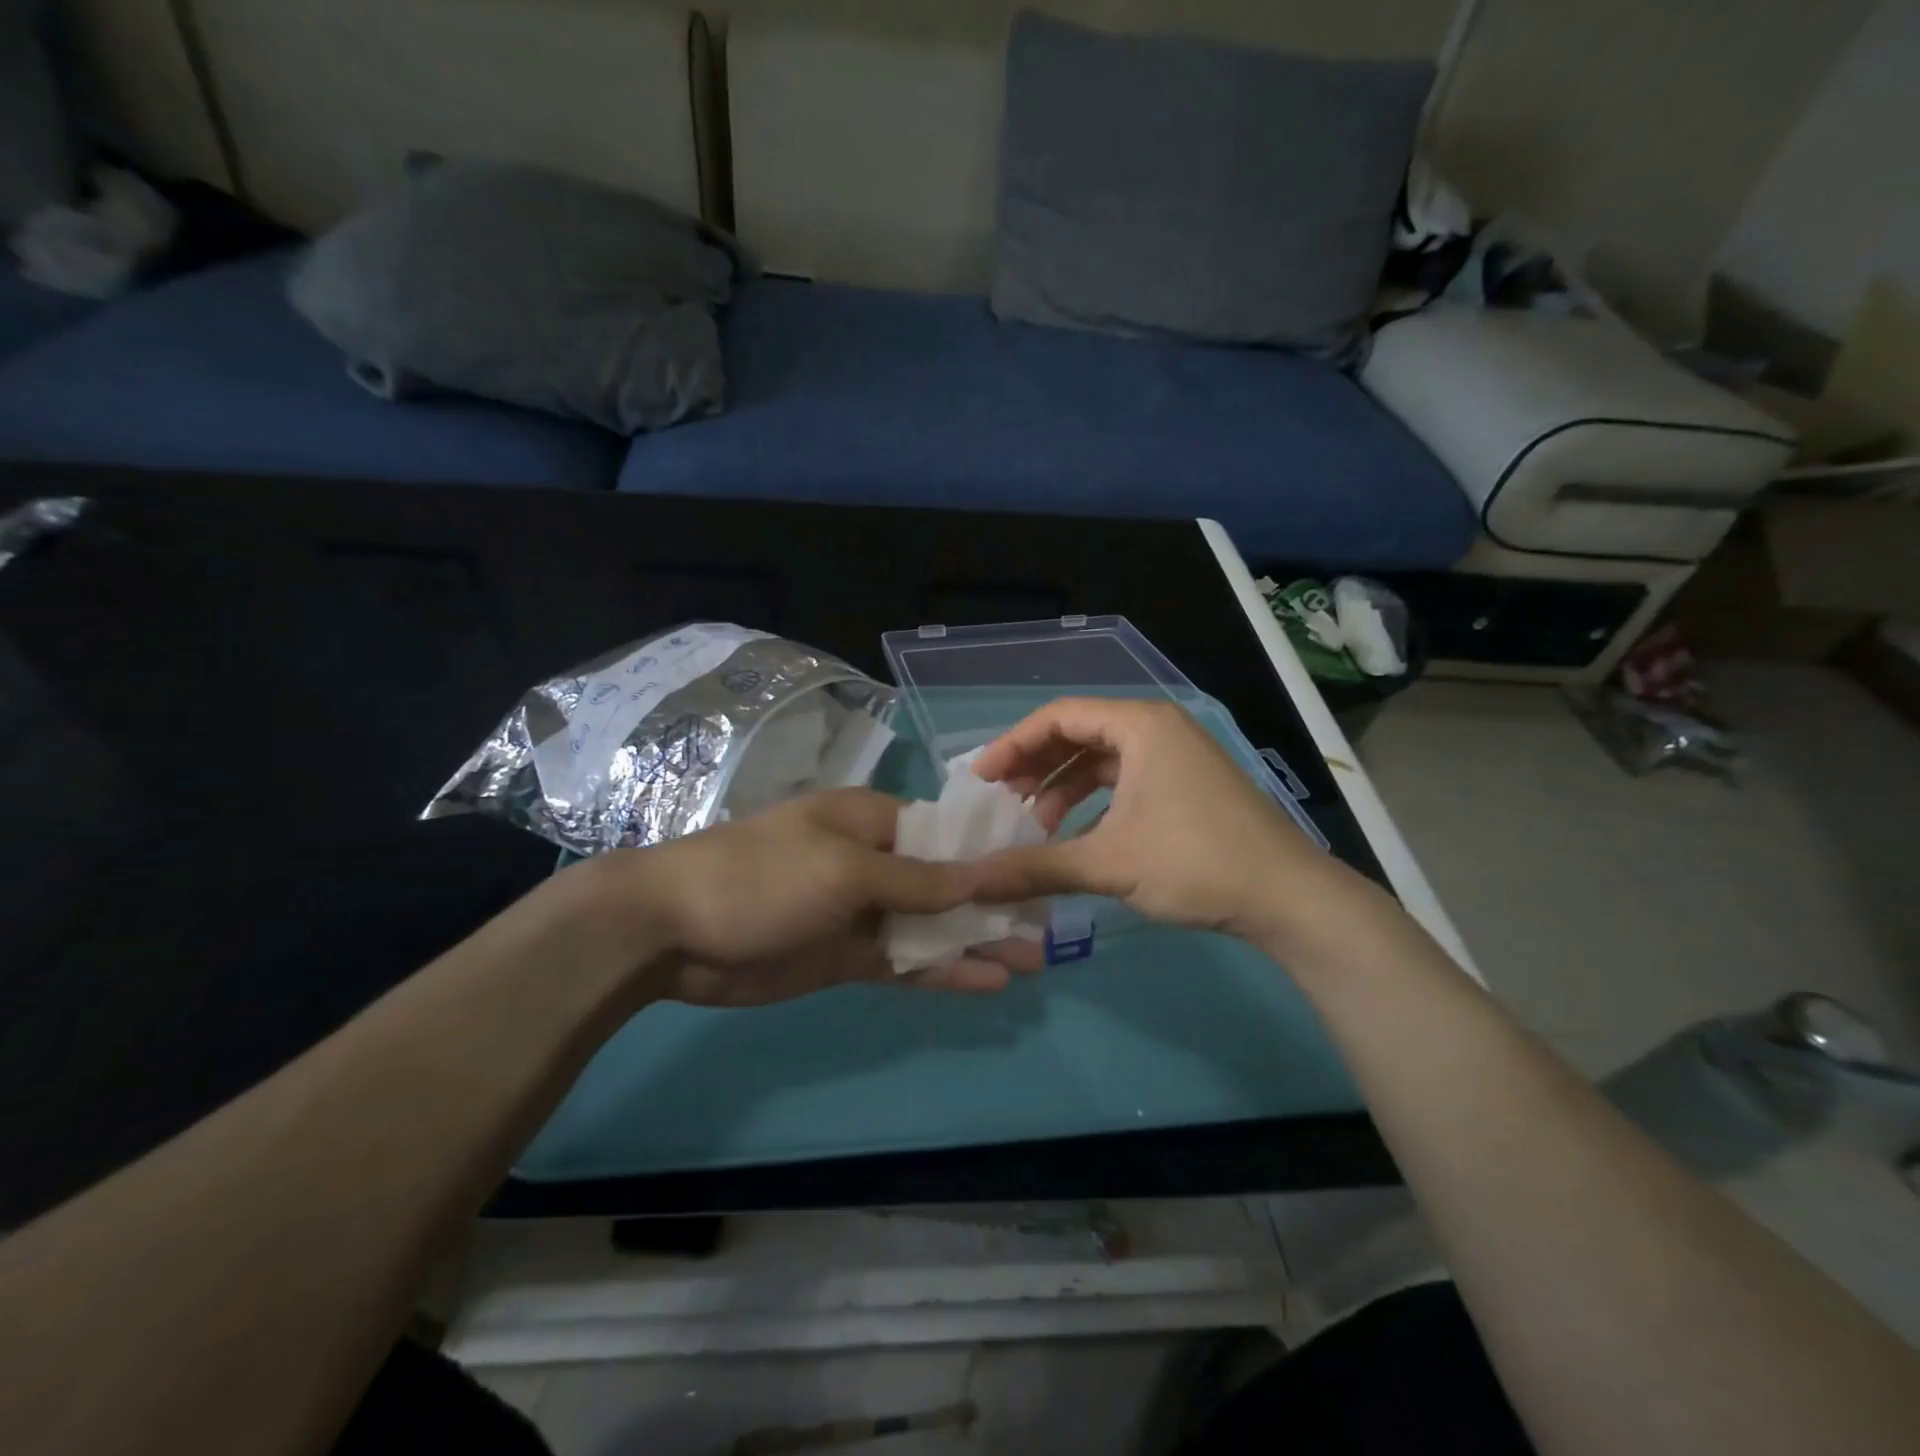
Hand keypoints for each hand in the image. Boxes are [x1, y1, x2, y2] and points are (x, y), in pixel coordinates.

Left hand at [595, 789, 1038, 1006]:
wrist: (671, 930)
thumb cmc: (762, 876)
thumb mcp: (843, 867)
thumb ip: (915, 878)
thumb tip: (980, 874)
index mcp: (869, 822)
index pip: (943, 833)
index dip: (989, 854)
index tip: (1037, 872)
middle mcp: (870, 862)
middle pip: (943, 884)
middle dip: (992, 905)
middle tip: (1047, 930)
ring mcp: (859, 912)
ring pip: (929, 927)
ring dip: (975, 942)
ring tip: (1031, 963)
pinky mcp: (845, 956)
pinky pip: (904, 962)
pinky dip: (942, 972)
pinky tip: (985, 983)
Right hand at [968, 698, 1375, 947]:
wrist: (1289, 898)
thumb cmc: (1196, 863)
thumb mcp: (1109, 863)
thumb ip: (1035, 867)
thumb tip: (971, 881)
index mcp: (1140, 725)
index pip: (1058, 716)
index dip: (1012, 745)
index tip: (980, 780)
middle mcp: (1157, 728)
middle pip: (1078, 734)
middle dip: (1035, 767)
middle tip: (999, 802)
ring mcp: (1176, 756)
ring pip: (1101, 760)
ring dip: (1062, 789)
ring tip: (1032, 828)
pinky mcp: (1186, 785)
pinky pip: (1124, 781)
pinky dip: (1092, 803)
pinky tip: (1074, 836)